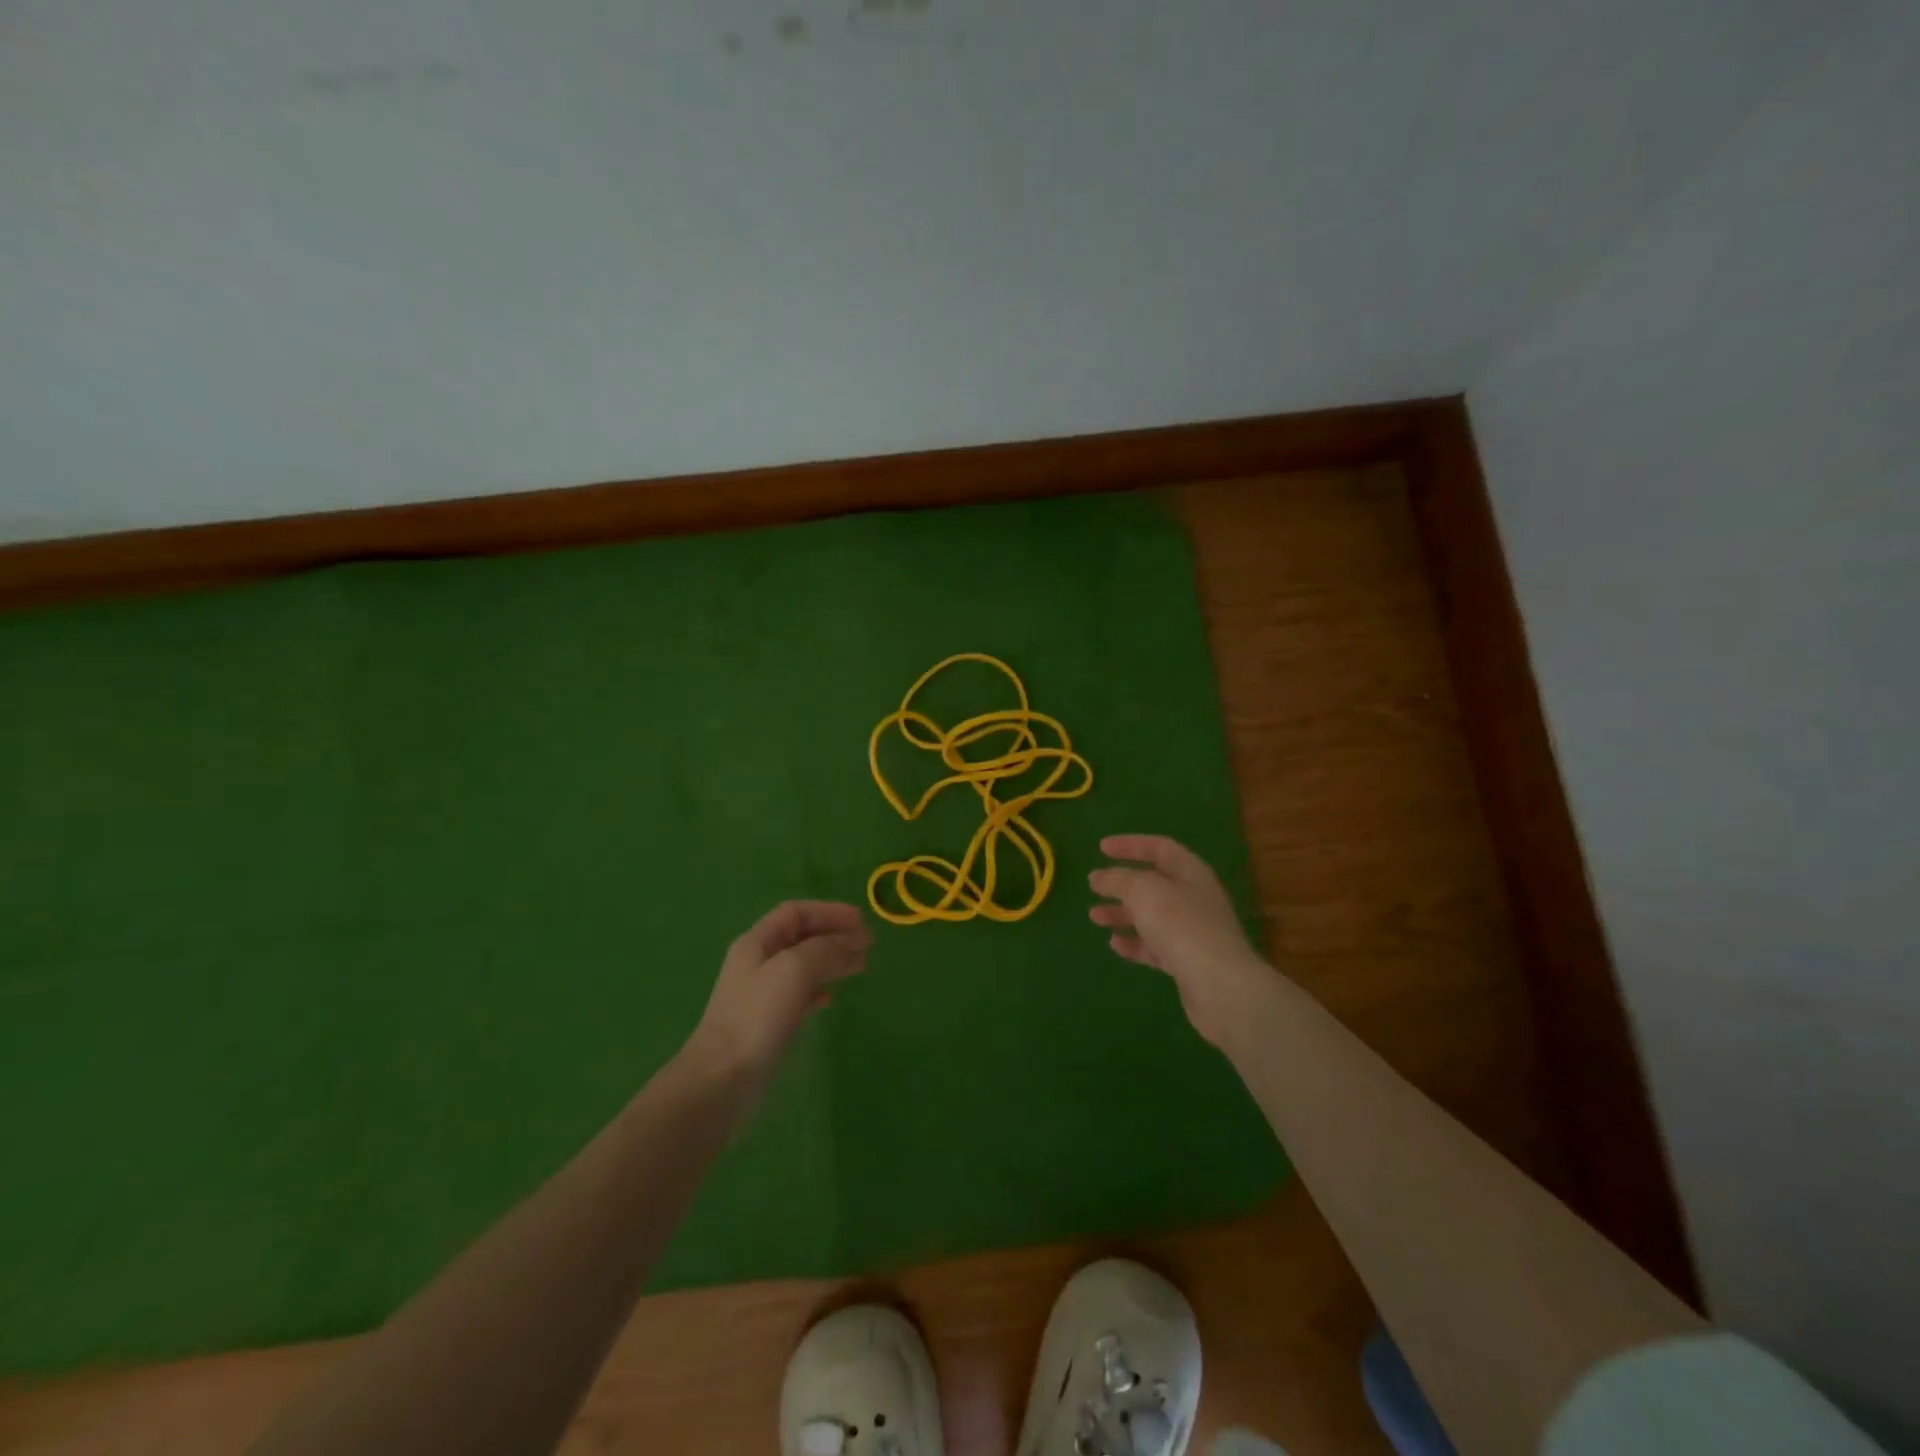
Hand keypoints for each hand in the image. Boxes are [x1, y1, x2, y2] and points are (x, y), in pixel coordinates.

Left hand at [684, 901, 870, 1082]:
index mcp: (757, 942)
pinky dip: (819, 990)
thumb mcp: (794, 969)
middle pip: (802, 937)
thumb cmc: (757, 1016)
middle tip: (868, 944)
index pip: (796, 913)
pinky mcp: (768, 1023)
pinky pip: (799, 995)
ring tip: (861, 965)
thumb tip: (850, 942)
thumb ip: (825, 948)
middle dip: (835, 935)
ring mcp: (762, 994)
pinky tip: (831, 999)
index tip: (861, 922)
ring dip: (832, 961)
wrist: (722, 1079)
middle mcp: (758, 962)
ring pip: (803, 966)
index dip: (829, 912)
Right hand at [1089, 835, 1271, 1047]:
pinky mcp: (1186, 961)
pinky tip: (1115, 945)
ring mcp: (1191, 931)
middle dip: (1122, 884)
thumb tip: (1099, 877)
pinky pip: (1155, 946)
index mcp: (1190, 873)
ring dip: (1122, 913)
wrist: (1222, 987)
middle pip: (1154, 883)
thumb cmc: (1183, 927)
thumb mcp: (1145, 892)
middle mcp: (1193, 898)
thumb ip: (1119, 880)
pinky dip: (1134, 943)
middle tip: (1094, 886)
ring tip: (1095, 917)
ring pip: (1151, 916)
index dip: (1131, 844)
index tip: (1101, 848)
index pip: (1159, 848)